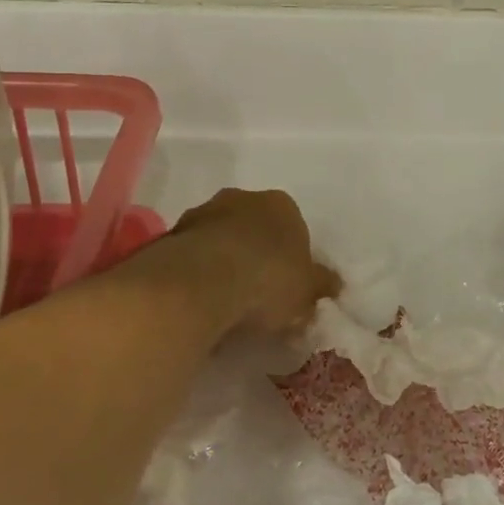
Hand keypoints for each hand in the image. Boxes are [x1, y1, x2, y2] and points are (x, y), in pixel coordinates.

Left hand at [170, 188, 339, 335]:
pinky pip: (192, 257)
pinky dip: (197, 275)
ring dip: (223, 263)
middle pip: (254, 229)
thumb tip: (333, 285)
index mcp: (282, 204)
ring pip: (220, 240)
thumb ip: (321, 287)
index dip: (292, 258)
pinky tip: (200, 303)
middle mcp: (242, 198)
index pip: (293, 227)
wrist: (201, 285)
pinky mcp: (171, 236)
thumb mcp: (308, 292)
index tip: (288, 287)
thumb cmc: (268, 280)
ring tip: (226, 305)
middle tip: (258, 295)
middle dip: (256, 255)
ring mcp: (202, 214)